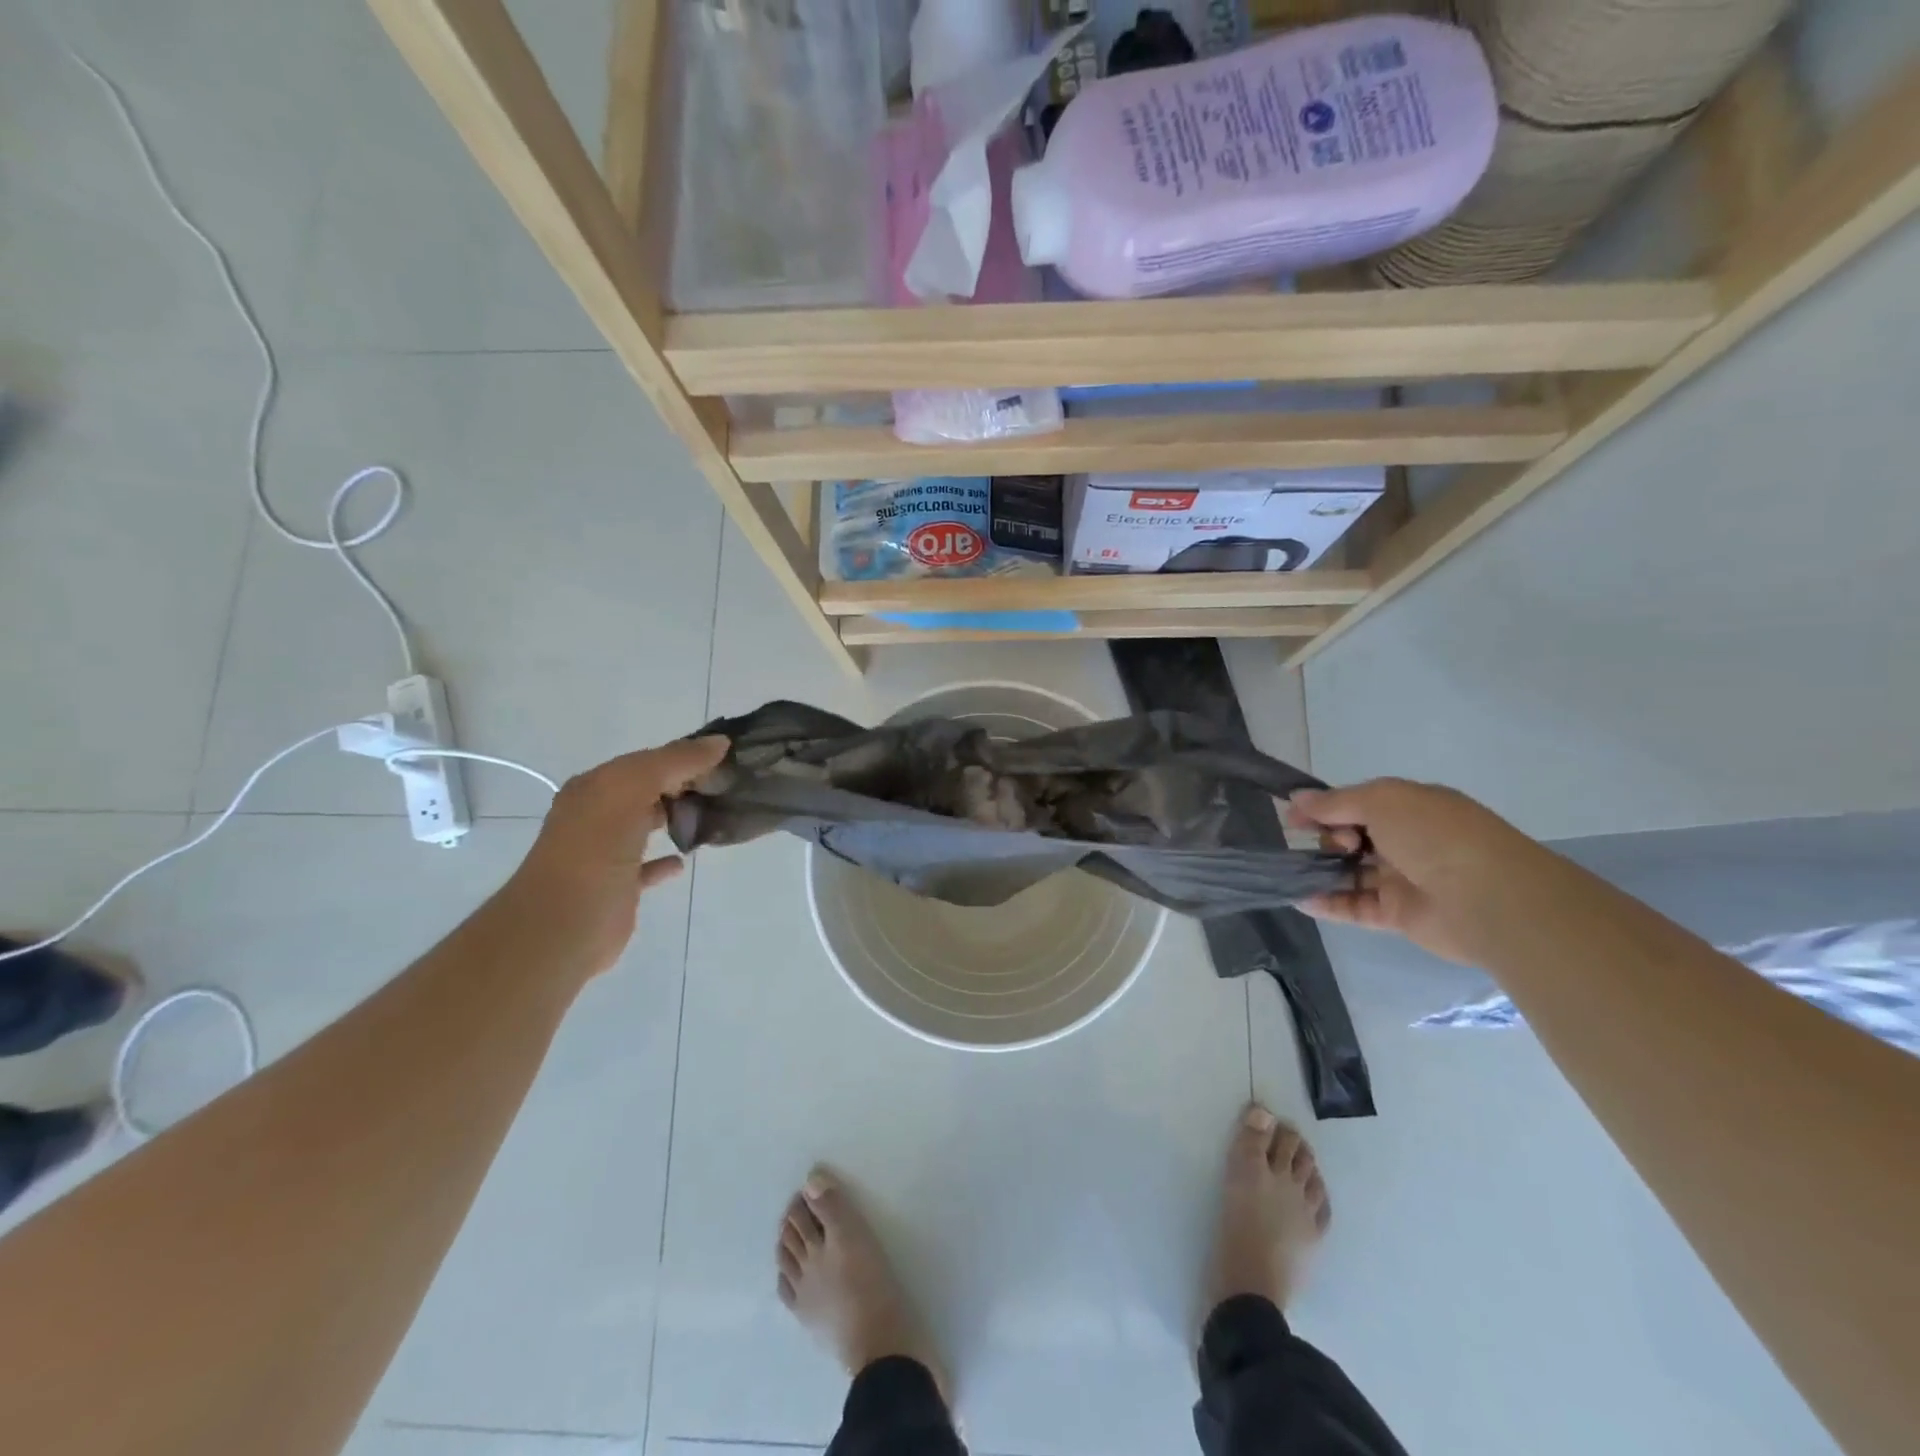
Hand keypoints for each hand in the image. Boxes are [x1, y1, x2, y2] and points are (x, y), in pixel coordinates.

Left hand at [505, 736, 729, 976]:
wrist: (561, 927)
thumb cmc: (595, 851)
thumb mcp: (631, 790)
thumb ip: (674, 762)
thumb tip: (719, 743)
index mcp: (596, 787)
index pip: (647, 760)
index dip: (684, 755)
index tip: (726, 757)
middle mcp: (597, 815)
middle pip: (648, 790)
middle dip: (684, 784)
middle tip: (728, 785)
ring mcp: (606, 853)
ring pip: (647, 824)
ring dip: (676, 816)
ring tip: (715, 814)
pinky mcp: (618, 888)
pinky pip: (647, 866)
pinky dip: (665, 859)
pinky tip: (683, 858)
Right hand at [1286, 778, 1541, 965]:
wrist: (1489, 898)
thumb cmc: (1434, 836)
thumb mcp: (1381, 801)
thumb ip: (1335, 802)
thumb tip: (1297, 799)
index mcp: (1409, 808)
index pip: (1357, 804)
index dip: (1324, 808)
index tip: (1294, 817)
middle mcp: (1406, 841)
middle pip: (1351, 838)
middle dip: (1328, 838)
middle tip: (1334, 844)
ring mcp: (1402, 879)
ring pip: (1351, 873)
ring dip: (1320, 872)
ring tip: (1290, 873)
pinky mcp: (1398, 914)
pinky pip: (1356, 907)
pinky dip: (1328, 904)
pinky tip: (1300, 899)